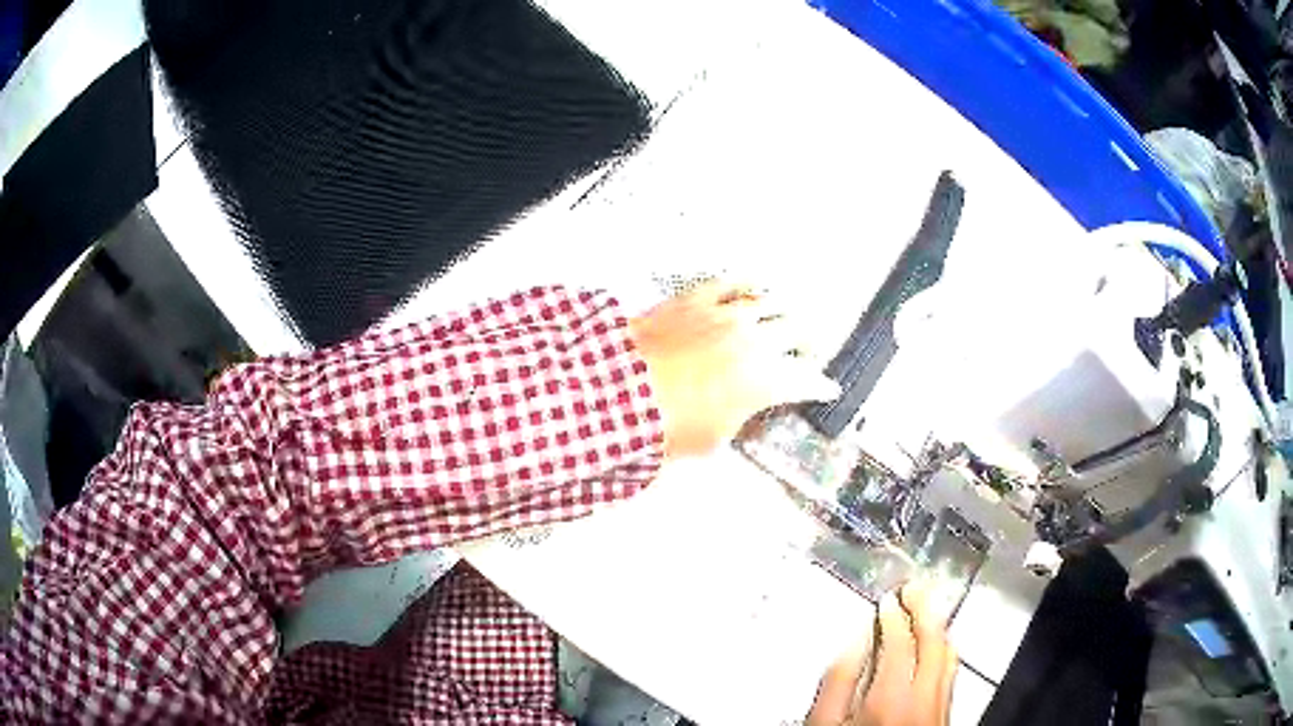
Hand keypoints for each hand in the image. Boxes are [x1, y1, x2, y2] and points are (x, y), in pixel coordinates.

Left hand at [627, 282, 838, 457]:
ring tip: (789, 315)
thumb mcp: (713, 440)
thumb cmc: (667, 423)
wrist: (620, 389)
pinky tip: (753, 286)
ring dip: (784, 311)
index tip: (826, 388)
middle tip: (810, 350)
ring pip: (770, 302)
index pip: (807, 380)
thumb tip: (742, 410)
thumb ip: (738, 420)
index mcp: (765, 380)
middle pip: (798, 332)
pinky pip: (731, 283)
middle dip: (809, 343)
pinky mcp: (698, 298)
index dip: (820, 386)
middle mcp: (755, 341)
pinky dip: (746, 285)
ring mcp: (727, 314)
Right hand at [807, 582, 957, 725]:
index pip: (900, 641)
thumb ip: (838, 682)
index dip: (894, 616)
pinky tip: (936, 646)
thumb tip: (853, 643)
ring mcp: (940, 705)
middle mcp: (925, 695)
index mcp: (891, 696)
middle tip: (915, 588)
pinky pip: (951, 671)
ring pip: (950, 655)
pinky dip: (944, 650)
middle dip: (925, 610)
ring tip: (927, 611)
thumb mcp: (824, 725)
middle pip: (934, 641)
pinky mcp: (946, 714)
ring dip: (940, 628)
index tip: (887, 600)